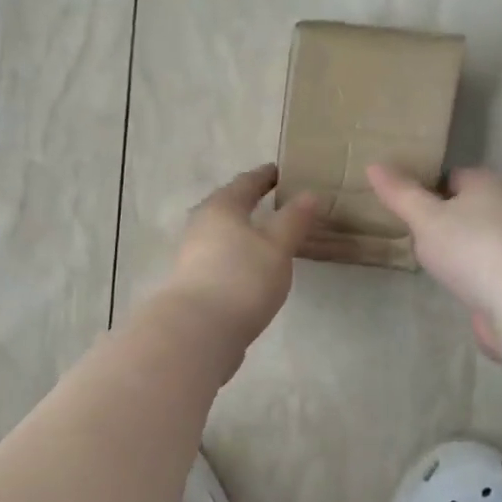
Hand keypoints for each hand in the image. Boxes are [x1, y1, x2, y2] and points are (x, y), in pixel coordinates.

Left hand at [155, 164, 319, 357]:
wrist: (199, 330)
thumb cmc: (242, 278)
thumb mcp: (277, 246)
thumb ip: (293, 220)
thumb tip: (308, 194)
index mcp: (222, 206)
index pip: (247, 182)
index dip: (266, 176)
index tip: (282, 172)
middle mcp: (201, 225)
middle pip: (228, 207)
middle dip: (250, 204)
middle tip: (276, 203)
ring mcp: (192, 255)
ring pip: (222, 234)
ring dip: (243, 232)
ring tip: (267, 238)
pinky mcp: (193, 282)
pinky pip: (220, 258)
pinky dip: (236, 256)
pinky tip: (250, 269)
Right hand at [366, 164, 501, 360]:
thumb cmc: (470, 246)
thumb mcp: (425, 217)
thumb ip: (400, 194)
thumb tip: (374, 165)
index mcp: (488, 183)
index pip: (452, 175)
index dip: (426, 186)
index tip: (401, 204)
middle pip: (465, 207)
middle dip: (440, 219)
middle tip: (408, 233)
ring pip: (474, 238)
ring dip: (454, 248)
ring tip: (425, 261)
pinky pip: (481, 266)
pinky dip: (466, 272)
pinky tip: (450, 283)